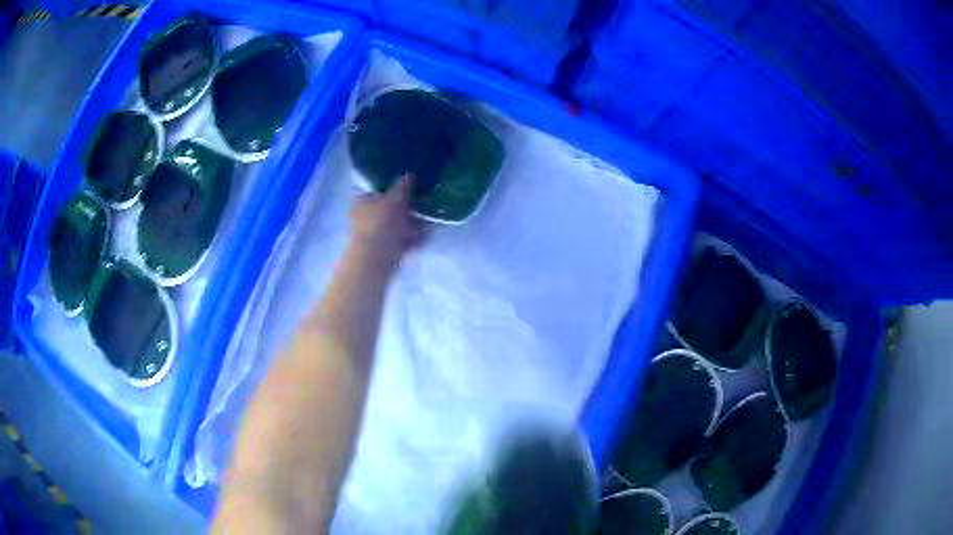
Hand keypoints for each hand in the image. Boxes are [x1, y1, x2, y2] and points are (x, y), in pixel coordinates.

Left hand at [348, 173, 424, 274]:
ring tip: (429, 221)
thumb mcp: (396, 198)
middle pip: (386, 209)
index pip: (375, 190)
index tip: (410, 188)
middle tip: (422, 205)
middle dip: (404, 209)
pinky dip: (412, 239)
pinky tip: (426, 237)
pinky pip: (400, 241)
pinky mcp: (382, 252)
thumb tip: (410, 174)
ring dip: (410, 225)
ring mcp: (372, 236)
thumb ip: (403, 186)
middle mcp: (362, 217)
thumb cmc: (382, 222)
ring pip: (394, 226)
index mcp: (361, 201)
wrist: (376, 258)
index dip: (391, 188)